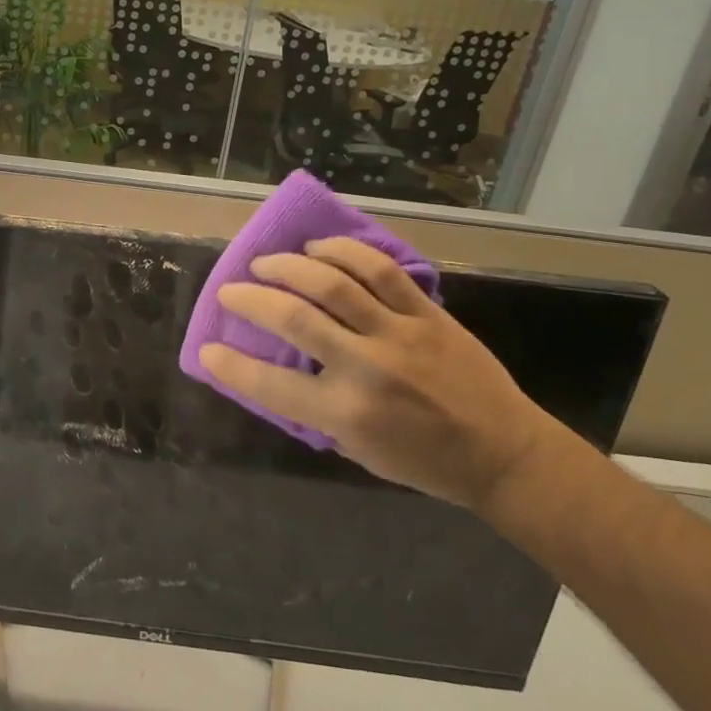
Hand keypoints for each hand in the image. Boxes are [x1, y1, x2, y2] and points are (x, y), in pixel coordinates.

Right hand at [198, 238, 568, 511]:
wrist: (503, 453)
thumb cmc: (423, 461)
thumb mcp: (357, 450)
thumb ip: (315, 411)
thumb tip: (277, 372)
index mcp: (346, 413)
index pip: (270, 385)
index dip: (230, 365)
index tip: (206, 348)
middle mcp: (367, 368)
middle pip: (295, 318)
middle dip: (250, 299)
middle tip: (230, 291)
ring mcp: (400, 335)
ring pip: (334, 284)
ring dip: (289, 267)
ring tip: (266, 263)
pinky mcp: (428, 314)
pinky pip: (381, 270)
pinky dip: (343, 252)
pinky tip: (318, 249)